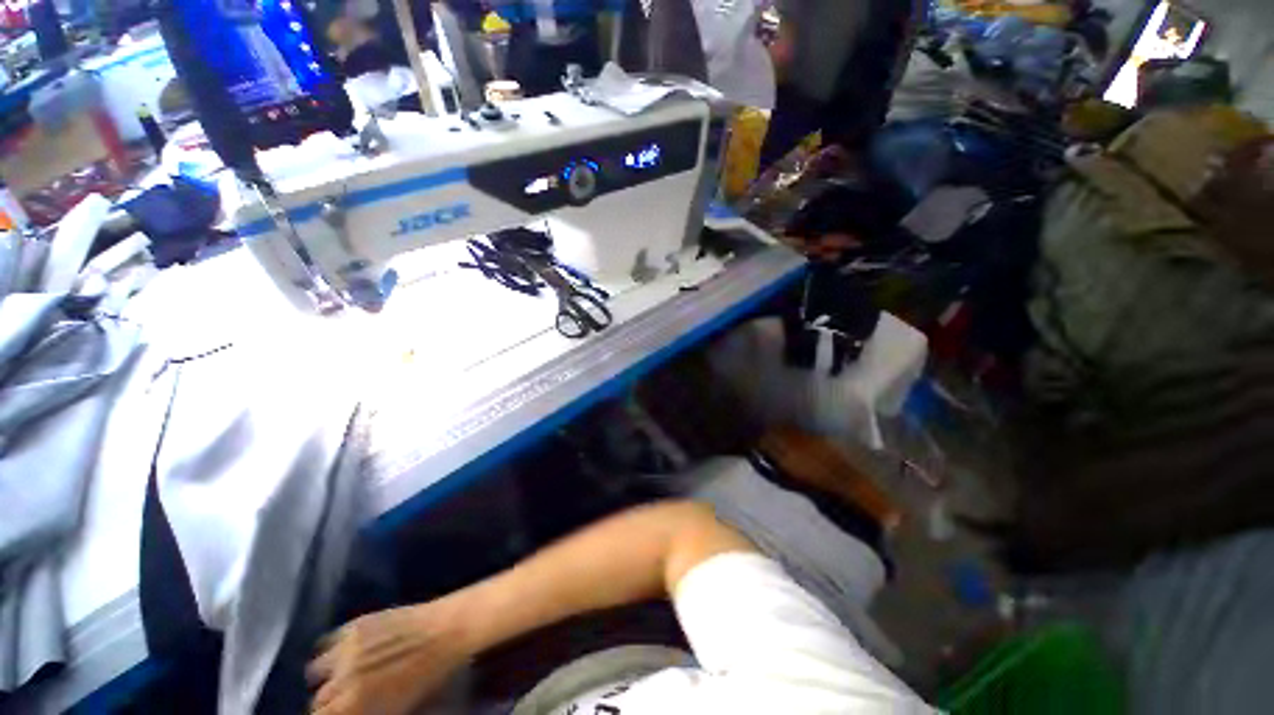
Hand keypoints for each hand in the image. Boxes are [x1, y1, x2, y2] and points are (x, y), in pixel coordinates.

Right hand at [308, 604, 469, 714]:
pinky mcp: (355, 624)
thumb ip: (365, 712)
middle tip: (347, 699)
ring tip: (343, 675)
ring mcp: (347, 648)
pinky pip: (326, 642)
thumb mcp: (396, 709)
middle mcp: (343, 679)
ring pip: (315, 671)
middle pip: (319, 700)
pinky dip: (331, 650)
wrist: (448, 630)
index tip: (340, 713)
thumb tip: (353, 710)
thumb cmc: (431, 676)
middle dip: (330, 703)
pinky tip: (345, 653)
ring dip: (327, 676)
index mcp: (354, 706)